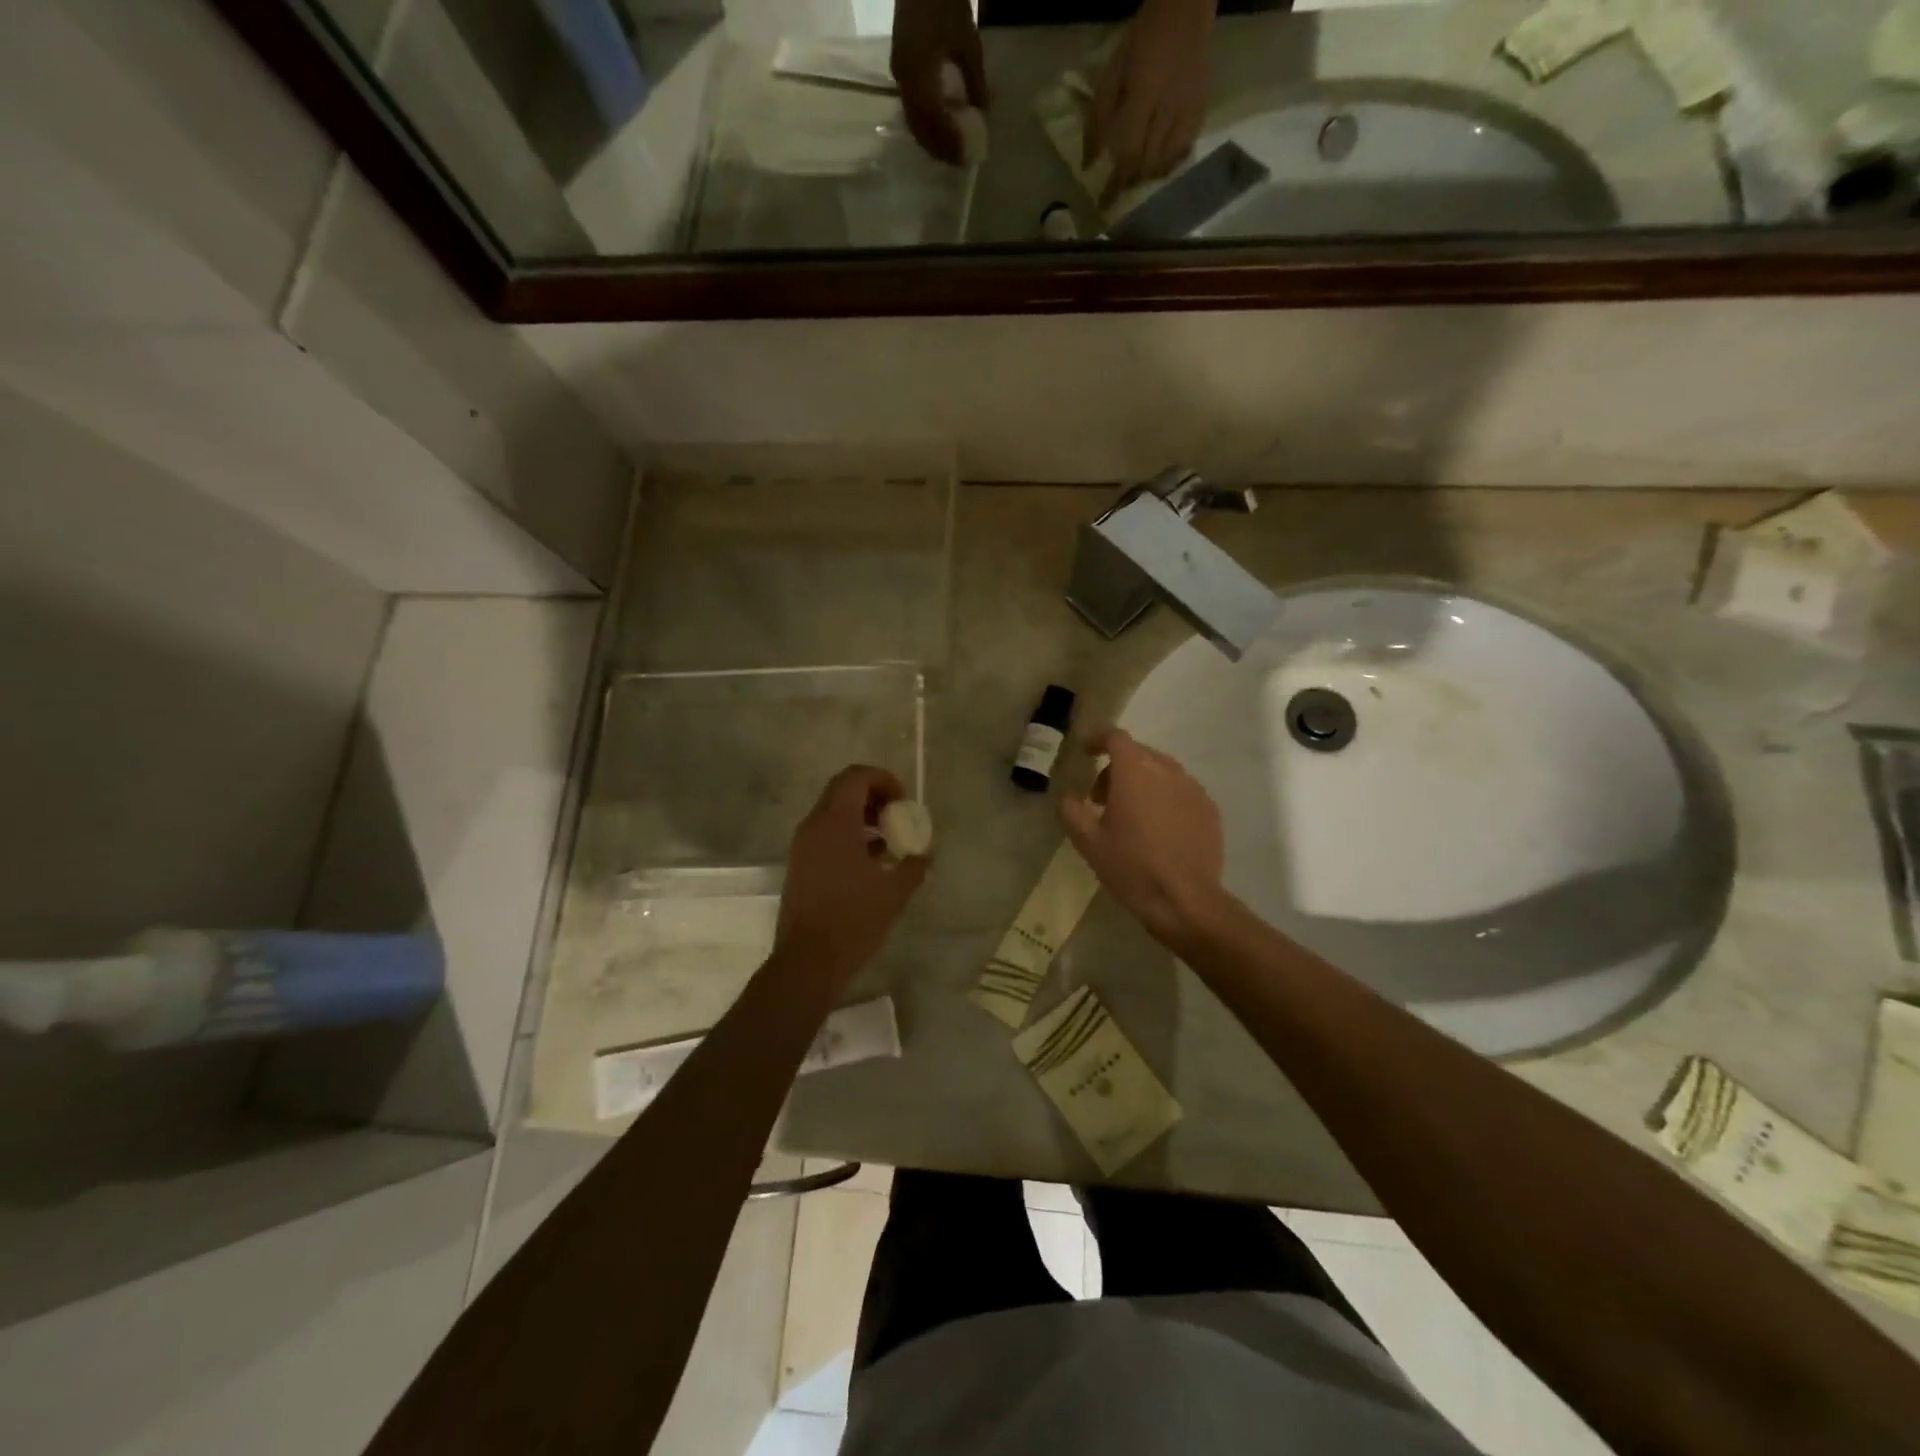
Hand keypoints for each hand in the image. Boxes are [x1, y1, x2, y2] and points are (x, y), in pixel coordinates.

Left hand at [774, 766, 929, 986]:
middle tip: (897, 817)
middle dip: (874, 795)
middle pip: (843, 789)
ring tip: (888, 842)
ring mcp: (803, 845)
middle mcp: (814, 826)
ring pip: (833, 811)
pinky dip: (849, 835)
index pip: (856, 777)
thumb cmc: (853, 921)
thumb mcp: (894, 893)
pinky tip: (871, 863)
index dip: (884, 780)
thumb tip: (927, 854)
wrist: (807, 962)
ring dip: (862, 816)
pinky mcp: (800, 864)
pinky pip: (826, 833)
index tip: (904, 803)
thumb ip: (914, 867)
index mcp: (835, 823)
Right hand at [891, 0, 988, 165]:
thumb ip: (976, 83)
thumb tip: (984, 116)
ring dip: (932, 139)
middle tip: (959, 161)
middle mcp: (904, 79)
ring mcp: (899, 75)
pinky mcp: (900, 69)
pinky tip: (941, 127)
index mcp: (919, 72)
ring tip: (951, 150)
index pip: (932, 121)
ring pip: (913, 120)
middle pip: (919, 127)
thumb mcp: (968, 43)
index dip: (947, 142)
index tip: (964, 157)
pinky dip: (926, 124)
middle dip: (939, 147)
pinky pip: (911, 108)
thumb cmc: (946, 3)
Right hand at [1059, 727, 1229, 949]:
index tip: (1086, 752)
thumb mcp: (1088, 842)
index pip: (1116, 737)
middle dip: (1116, 768)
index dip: (1098, 739)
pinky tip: (1157, 829)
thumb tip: (1069, 798)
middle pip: (1138, 754)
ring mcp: (1193, 788)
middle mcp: (1167, 770)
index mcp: (1135, 771)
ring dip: (1141, 782)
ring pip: (1161, 772)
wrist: (1185, 900)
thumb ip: (1072, 811)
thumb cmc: (1131, 866)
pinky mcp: (1209, 809)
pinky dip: (1164, 798)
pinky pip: (1180, 791)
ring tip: (1130, 815)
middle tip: (1100, 798)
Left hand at [1084, 0, 1213, 204]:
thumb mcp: (1112, 73)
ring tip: (1137, 179)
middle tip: (1119, 192)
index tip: (1104, 204)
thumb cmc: (1142, 39)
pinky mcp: (1201, 108)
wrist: (1185, 6)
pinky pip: (1185, 148)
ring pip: (1166, 161)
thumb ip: (1098, 119)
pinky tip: (1160, 167)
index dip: (1116, 184)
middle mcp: (1169, 108)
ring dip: (1149, 176)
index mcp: (1144, 96)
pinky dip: (1170, 164)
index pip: (1128, 154)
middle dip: (1131, 182)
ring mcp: (1188, 109)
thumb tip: (1088, 164)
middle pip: (1147, 163)